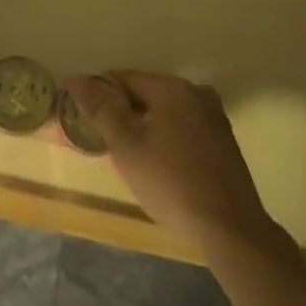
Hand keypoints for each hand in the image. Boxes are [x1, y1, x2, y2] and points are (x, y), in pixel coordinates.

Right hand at [63, 72, 274, 248]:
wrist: (229, 227)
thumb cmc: (171, 182)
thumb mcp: (127, 145)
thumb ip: (101, 108)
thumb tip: (76, 78)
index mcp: (172, 87)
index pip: (124, 78)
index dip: (100, 96)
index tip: (86, 119)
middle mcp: (196, 92)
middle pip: (146, 93)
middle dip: (124, 113)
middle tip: (107, 143)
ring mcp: (214, 116)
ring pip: (166, 112)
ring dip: (145, 127)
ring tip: (131, 158)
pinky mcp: (223, 141)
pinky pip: (183, 128)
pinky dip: (166, 138)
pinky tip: (161, 166)